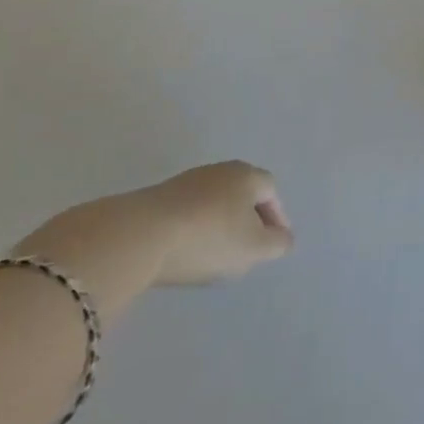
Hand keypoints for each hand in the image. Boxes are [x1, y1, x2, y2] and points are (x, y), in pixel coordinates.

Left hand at [136, 161, 293, 285]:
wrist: (139, 236)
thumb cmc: (208, 239)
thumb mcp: (253, 249)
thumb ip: (276, 244)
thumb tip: (284, 238)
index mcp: (247, 175)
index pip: (271, 191)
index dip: (277, 216)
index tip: (275, 243)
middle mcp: (220, 170)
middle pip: (242, 192)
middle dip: (249, 218)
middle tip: (248, 247)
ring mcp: (187, 181)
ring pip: (215, 202)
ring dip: (220, 223)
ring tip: (216, 253)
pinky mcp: (159, 197)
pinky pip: (189, 211)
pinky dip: (195, 228)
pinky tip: (188, 250)